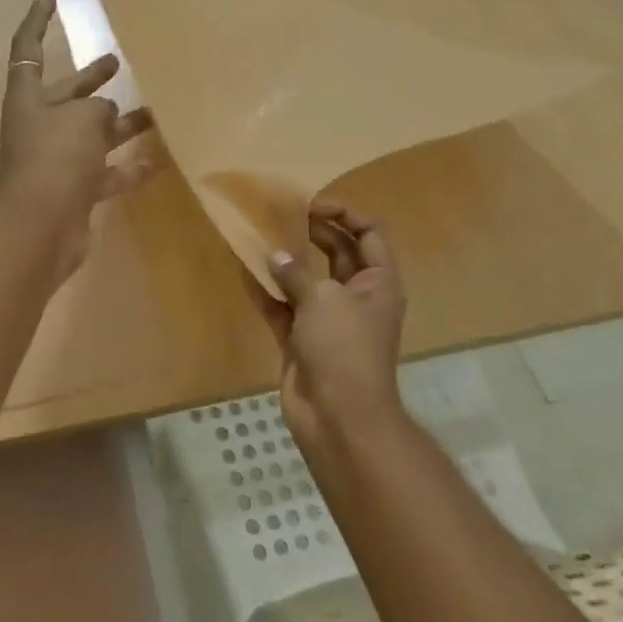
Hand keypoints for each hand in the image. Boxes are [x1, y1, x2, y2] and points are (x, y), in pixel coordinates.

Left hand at [0, 0, 155, 281]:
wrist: (41, 228)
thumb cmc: (55, 158)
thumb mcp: (81, 118)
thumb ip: (96, 109)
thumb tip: (107, 115)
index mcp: (28, 99)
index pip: (28, 48)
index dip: (37, 21)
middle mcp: (40, 127)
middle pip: (67, 95)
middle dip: (90, 79)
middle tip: (114, 62)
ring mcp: (57, 161)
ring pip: (93, 135)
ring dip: (121, 124)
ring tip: (156, 112)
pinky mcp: (75, 190)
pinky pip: (107, 172)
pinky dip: (131, 166)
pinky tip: (161, 159)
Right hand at [258, 202, 406, 453]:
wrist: (338, 416)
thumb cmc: (343, 348)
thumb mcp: (323, 299)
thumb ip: (296, 272)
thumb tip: (275, 256)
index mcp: (378, 282)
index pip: (369, 233)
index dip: (344, 213)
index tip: (310, 205)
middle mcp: (356, 296)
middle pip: (337, 252)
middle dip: (311, 231)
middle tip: (279, 214)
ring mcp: (328, 319)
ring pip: (306, 279)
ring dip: (284, 260)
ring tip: (258, 235)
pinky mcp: (302, 339)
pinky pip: (283, 306)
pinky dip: (266, 290)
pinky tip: (244, 270)